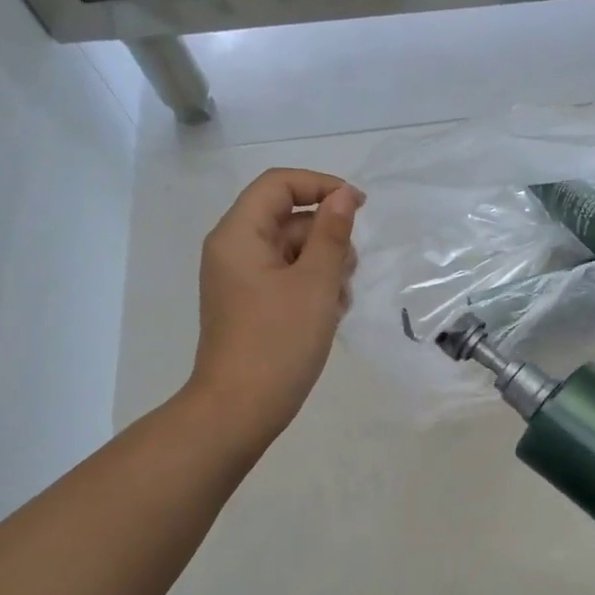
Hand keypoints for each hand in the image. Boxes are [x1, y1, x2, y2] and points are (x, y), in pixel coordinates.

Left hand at [186, 168, 361, 440]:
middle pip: (288, 218)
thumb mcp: (316, 283)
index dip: (321, 186)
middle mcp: (234, 250)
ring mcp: (242, 280)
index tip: (360, 207)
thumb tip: (344, 196)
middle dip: (327, 236)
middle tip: (349, 270)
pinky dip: (312, 287)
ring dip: (325, 266)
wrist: (240, 409)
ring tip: (338, 301)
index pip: (279, 184)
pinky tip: (330, 314)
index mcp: (239, 235)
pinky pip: (287, 277)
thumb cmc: (279, 341)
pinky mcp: (252, 305)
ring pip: (293, 250)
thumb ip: (332, 234)